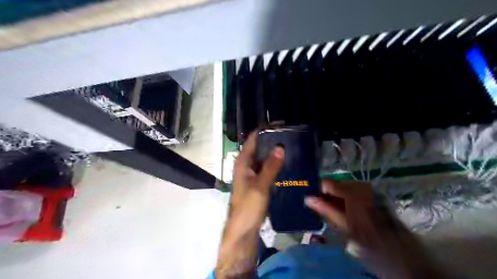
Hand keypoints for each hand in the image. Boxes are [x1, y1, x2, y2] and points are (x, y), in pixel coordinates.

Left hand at [216, 132, 282, 278]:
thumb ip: (270, 167)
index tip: (281, 125)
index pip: (253, 139)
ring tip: (291, 147)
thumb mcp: (260, 186)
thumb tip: (280, 147)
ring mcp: (251, 174)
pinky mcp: (257, 182)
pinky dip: (275, 165)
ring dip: (274, 153)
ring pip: (264, 158)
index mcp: (243, 162)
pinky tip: (287, 164)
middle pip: (259, 148)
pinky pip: (266, 169)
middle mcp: (246, 165)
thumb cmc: (248, 207)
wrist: (243, 229)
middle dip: (272, 141)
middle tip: (291, 136)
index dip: (265, 131)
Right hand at [305, 180, 453, 277]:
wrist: (403, 253)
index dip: (316, 189)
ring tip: (329, 213)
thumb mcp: (346, 228)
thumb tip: (308, 199)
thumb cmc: (373, 243)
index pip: (327, 183)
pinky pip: (350, 193)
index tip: (307, 198)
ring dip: (333, 199)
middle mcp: (360, 186)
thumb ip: (327, 211)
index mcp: (354, 192)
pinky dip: (342, 201)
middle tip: (317, 209)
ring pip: (341, 189)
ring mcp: (367, 189)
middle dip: (324, 195)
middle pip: (334, 185)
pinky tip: (341, 212)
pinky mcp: (371, 194)